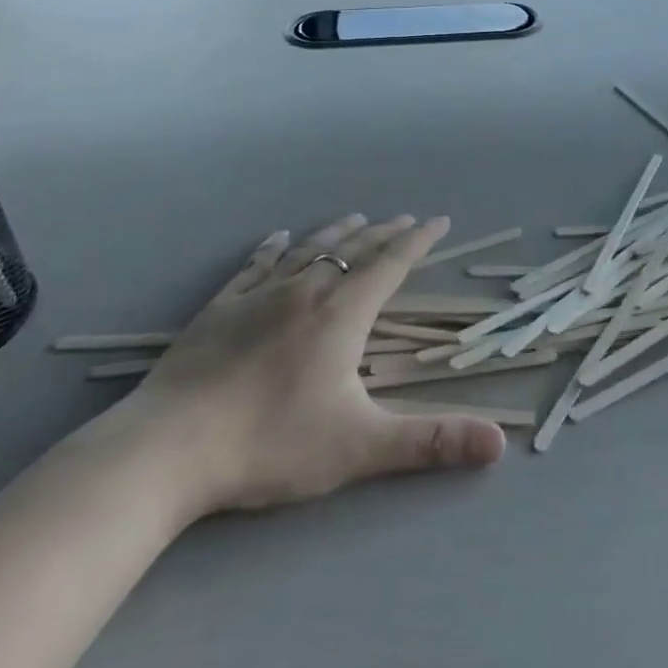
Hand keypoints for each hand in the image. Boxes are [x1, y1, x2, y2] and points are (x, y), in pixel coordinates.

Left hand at [112, 214, 505, 520]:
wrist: (168, 448)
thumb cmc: (271, 443)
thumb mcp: (360, 447)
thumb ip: (431, 443)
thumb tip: (499, 444)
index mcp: (342, 314)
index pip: (391, 265)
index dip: (418, 241)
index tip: (439, 221)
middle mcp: (305, 291)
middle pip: (354, 251)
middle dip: (384, 233)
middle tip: (404, 219)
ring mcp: (258, 296)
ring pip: (308, 250)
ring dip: (337, 233)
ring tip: (355, 219)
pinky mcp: (219, 310)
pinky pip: (255, 266)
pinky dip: (273, 248)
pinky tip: (278, 239)